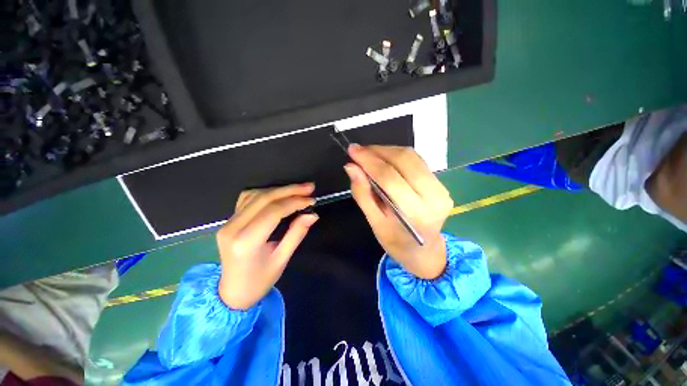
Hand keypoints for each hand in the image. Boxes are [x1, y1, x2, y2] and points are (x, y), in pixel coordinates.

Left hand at [217, 183, 317, 309]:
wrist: (231, 293)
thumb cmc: (259, 281)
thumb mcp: (282, 260)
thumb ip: (296, 234)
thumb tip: (312, 214)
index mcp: (246, 242)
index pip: (273, 211)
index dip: (295, 202)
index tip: (311, 200)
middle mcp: (233, 228)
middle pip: (264, 199)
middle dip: (289, 190)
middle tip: (309, 187)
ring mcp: (228, 223)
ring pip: (255, 195)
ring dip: (279, 190)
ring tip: (298, 189)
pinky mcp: (228, 221)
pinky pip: (246, 199)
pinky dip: (265, 193)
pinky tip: (278, 194)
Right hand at [344, 145, 452, 279]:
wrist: (424, 252)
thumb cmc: (396, 242)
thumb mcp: (375, 223)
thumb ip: (363, 194)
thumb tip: (351, 167)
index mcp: (415, 213)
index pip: (389, 177)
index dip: (368, 160)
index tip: (352, 150)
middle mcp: (433, 197)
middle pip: (403, 161)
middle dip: (377, 151)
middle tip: (358, 150)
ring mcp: (441, 189)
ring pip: (411, 157)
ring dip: (387, 150)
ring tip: (368, 154)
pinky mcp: (441, 184)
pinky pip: (417, 161)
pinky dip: (397, 155)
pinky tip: (384, 158)